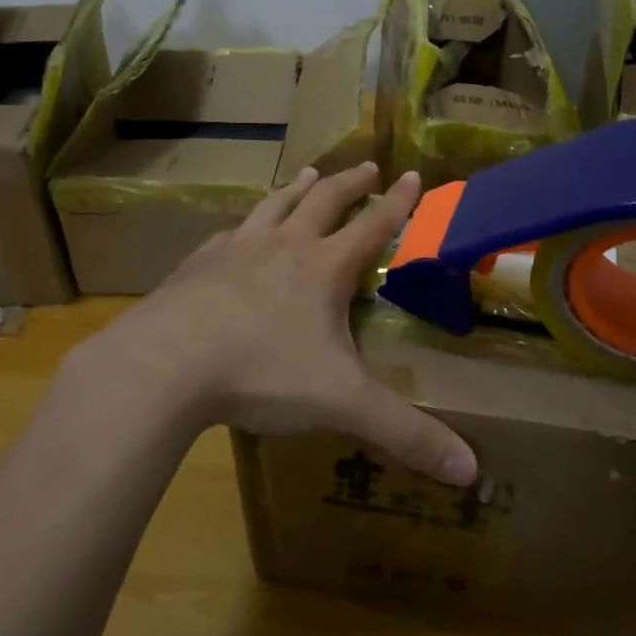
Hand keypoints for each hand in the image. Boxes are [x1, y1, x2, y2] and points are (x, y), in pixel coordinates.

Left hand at [68, 161, 478, 485]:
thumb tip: (471, 470)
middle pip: (324, 201)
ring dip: (297, 188)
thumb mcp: (341, 403)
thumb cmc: (261, 373)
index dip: (396, 201)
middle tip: (367, 165)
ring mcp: (236, 250)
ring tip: (308, 173)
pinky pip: (229, 233)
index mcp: (324, 268)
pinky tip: (237, 231)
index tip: (411, 174)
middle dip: (350, 182)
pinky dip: (244, 224)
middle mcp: (284, 246)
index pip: (372, 224)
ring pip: (274, 206)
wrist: (164, 365)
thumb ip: (406, 434)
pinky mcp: (197, 265)